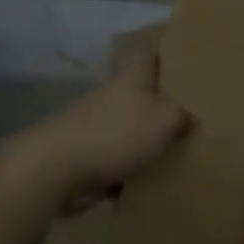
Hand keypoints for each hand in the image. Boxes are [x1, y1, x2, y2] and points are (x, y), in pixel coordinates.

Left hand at [0, 41, 191, 216]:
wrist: (54, 171)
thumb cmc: (116, 133)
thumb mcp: (166, 118)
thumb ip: (182, 115)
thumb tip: (189, 119)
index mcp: (128, 81)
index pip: (144, 58)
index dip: (161, 60)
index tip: (181, 70)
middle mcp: (108, 99)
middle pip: (137, 97)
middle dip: (157, 108)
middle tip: (187, 121)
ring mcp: (91, 129)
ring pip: (125, 131)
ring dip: (142, 144)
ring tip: (172, 158)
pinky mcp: (81, 159)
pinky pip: (112, 163)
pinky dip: (126, 173)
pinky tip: (146, 186)